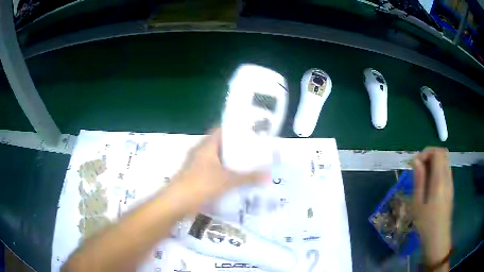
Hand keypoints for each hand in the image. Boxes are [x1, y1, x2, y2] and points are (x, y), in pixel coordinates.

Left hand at [173, 128, 268, 202]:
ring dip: (232, 163)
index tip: (253, 132)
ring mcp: (198, 166)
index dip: (237, 129)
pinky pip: (215, 173)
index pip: (222, 130)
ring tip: (251, 165)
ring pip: (219, 161)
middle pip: (222, 146)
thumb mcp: (227, 180)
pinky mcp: (198, 178)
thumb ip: (248, 177)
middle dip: (238, 149)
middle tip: (257, 150)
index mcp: (207, 146)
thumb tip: (269, 175)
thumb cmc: (201, 184)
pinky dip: (226, 175)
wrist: (177, 203)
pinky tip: (238, 180)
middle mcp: (202, 153)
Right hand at [413, 147, 452, 264]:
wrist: (438, 238)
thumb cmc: (426, 224)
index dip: (426, 152)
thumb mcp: (418, 204)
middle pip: (443, 153)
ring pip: (445, 160)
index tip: (416, 162)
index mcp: (440, 181)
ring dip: (434, 161)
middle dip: (430, 154)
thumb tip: (416, 161)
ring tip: (423, 175)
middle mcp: (448, 177)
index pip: (437, 153)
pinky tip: (430, 183)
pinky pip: (446, 170)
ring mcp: (451, 182)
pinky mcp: (451, 188)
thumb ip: (419, 180)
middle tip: (419, 167)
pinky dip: (438, 169)